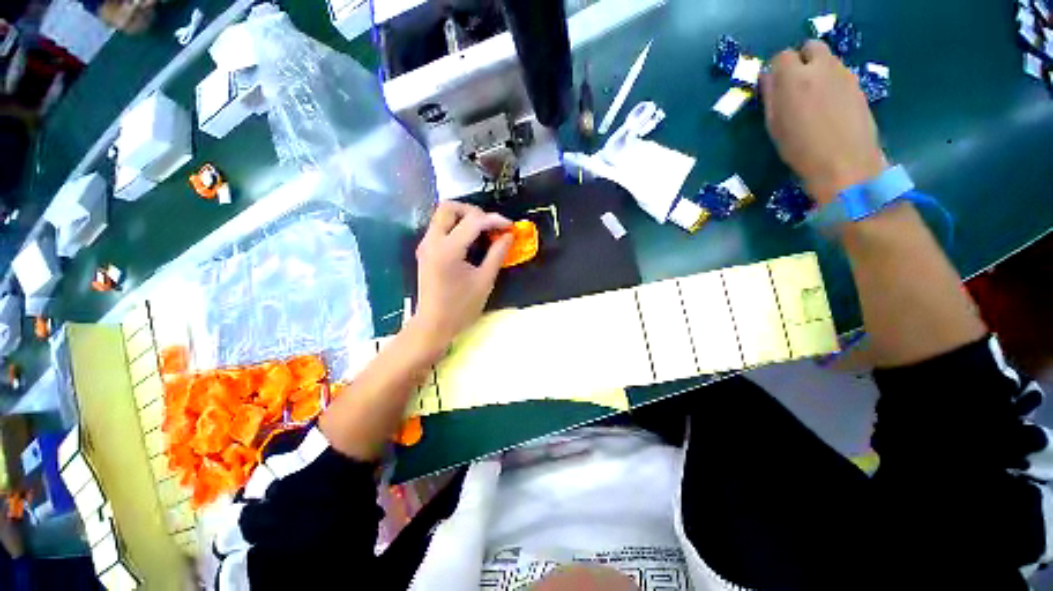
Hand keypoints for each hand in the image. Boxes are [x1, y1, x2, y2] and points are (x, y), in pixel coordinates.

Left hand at [410, 202, 512, 356]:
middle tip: (491, 225)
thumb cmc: (461, 307)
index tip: (510, 227)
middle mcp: (432, 241)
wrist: (434, 325)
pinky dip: (456, 226)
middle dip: (474, 211)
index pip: (473, 221)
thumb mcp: (485, 281)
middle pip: (449, 207)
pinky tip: (470, 240)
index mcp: (448, 250)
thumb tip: (508, 235)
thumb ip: (497, 254)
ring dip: (464, 217)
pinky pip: (440, 227)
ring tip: (483, 231)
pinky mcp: (425, 250)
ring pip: (442, 215)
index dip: (495, 220)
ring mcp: (426, 245)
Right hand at [761, 40, 887, 205]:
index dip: (775, 70)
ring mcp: (843, 74)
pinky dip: (831, 82)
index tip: (773, 87)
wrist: (845, 163)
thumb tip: (769, 79)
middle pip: (810, 47)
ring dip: (817, 71)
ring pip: (827, 59)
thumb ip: (771, 97)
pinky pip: (840, 73)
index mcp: (794, 78)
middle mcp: (821, 67)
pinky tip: (828, 105)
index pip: (781, 57)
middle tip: (794, 85)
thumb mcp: (774, 125)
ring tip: (812, 98)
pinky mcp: (858, 84)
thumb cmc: (800, 149)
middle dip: (800, 60)